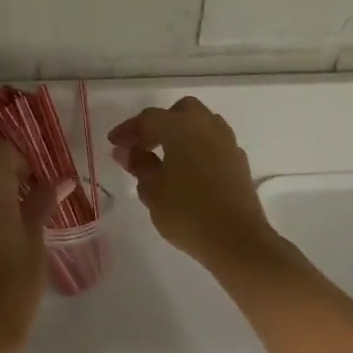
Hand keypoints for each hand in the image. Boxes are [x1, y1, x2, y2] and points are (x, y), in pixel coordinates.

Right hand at [108, 98, 284, 274]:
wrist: (237, 240)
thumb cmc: (188, 213)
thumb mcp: (153, 191)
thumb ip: (139, 165)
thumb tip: (127, 151)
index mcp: (182, 127)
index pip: (149, 118)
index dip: (128, 129)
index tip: (113, 143)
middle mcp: (207, 126)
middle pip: (180, 112)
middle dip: (159, 124)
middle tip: (142, 146)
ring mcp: (227, 143)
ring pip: (201, 124)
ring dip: (181, 134)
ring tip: (164, 158)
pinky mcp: (239, 162)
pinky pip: (213, 143)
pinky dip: (197, 148)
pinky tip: (188, 171)